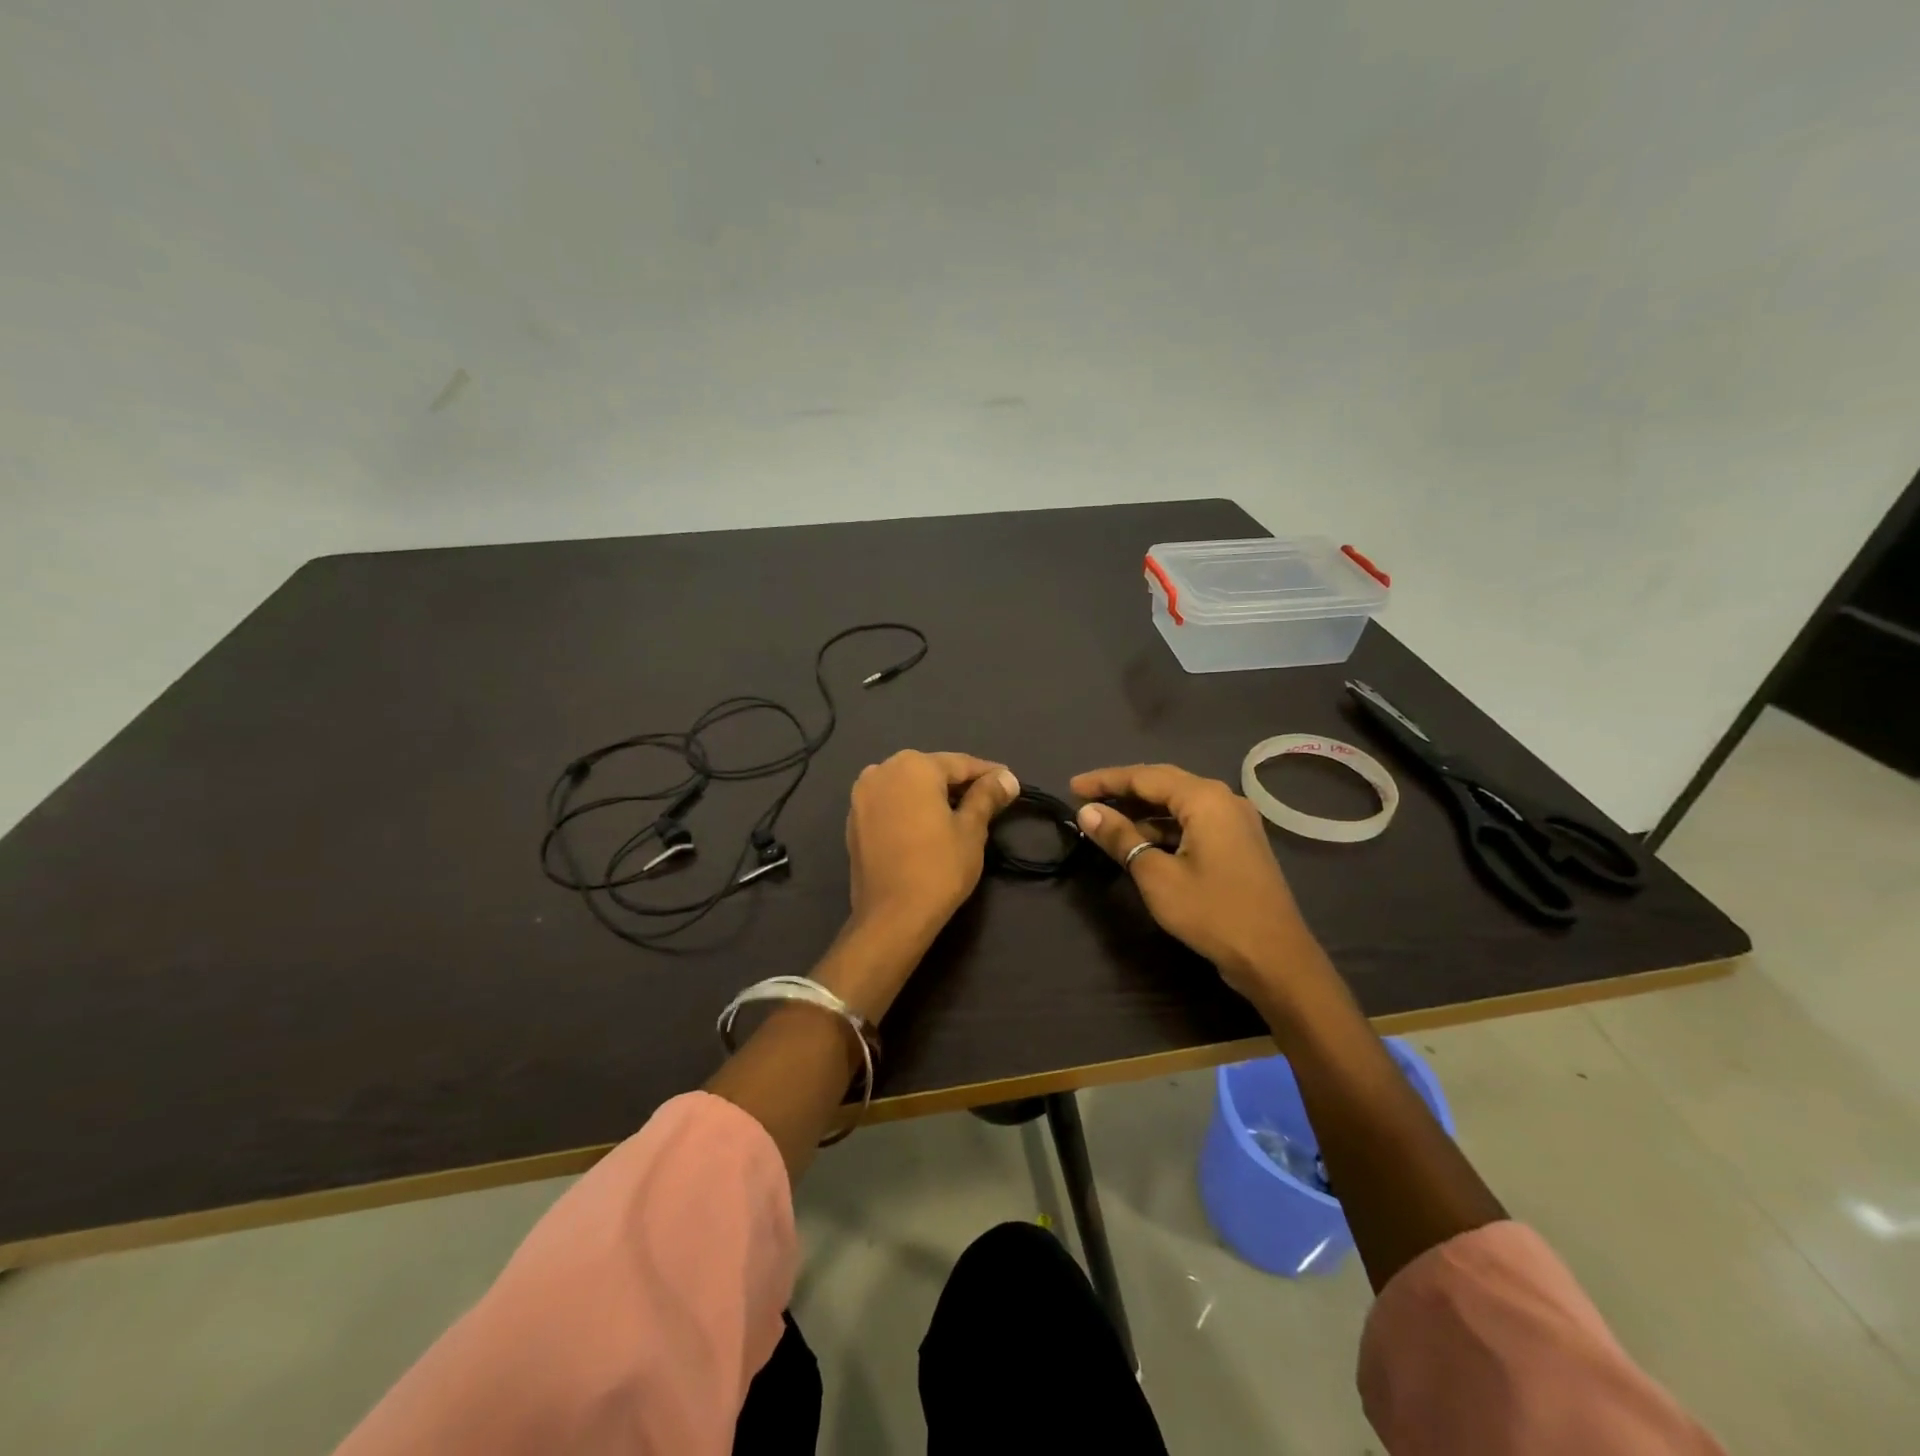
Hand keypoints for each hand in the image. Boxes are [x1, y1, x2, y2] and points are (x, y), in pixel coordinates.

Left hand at [846, 751, 1019, 945]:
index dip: (988, 773)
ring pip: (907, 785)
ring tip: (958, 812)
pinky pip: (890, 803)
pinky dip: (910, 808)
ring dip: (932, 794)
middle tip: (987, 798)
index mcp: (913, 766)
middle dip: (958, 782)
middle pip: (931, 770)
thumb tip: (1006, 778)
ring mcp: (862, 795)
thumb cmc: (939, 868)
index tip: (1009, 782)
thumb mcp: (971, 829)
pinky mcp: (853, 819)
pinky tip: (926, 825)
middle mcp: (882, 770)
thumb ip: (987, 796)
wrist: (891, 916)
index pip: (960, 763)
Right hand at [1070, 763, 1324, 1001]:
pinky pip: (1193, 823)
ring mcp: (1235, 822)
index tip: (1072, 787)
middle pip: (1163, 784)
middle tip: (1086, 799)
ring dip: (1142, 812)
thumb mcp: (1157, 875)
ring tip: (1106, 823)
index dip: (1105, 780)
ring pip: (1179, 805)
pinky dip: (1164, 829)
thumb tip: (1086, 812)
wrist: (1275, 959)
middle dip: (1123, 791)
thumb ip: (1121, 838)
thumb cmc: (1213, 912)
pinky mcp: (1238, 844)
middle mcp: (1223, 800)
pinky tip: (1141, 843)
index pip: (1145, 776)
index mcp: (1205, 799)